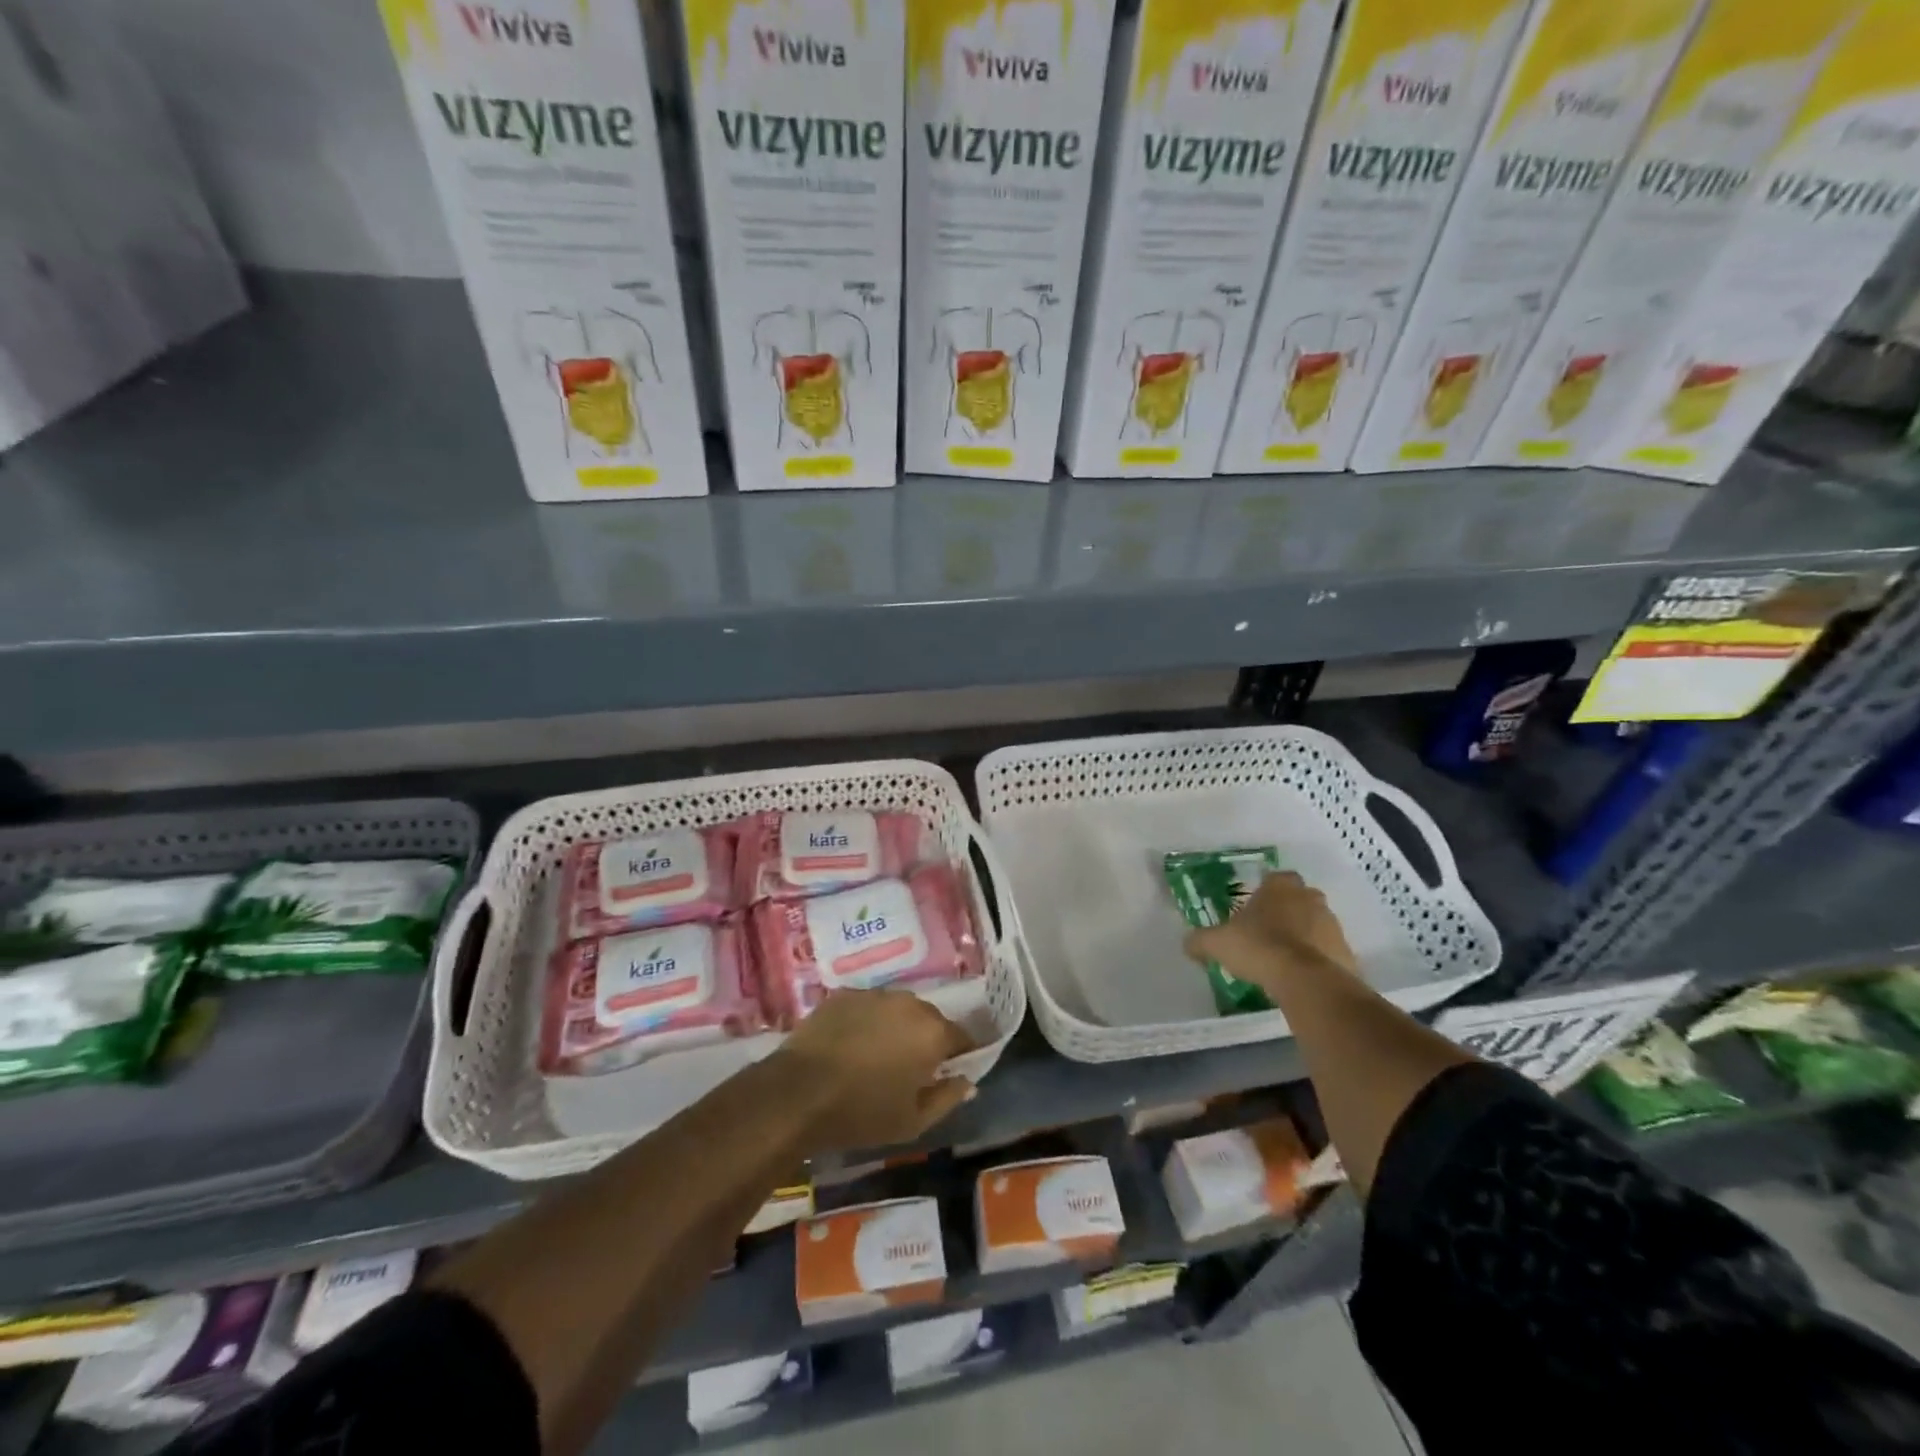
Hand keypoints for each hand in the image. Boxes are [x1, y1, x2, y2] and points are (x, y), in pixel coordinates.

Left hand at [771, 989, 975, 1153]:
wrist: (799, 1092)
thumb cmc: (862, 1112)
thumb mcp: (913, 1121)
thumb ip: (947, 1098)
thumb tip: (967, 1081)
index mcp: (933, 1032)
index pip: (962, 1038)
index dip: (959, 1056)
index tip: (949, 1073)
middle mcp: (910, 1003)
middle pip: (930, 1019)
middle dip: (926, 1040)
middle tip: (910, 1068)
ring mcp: (875, 994)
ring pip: (898, 1010)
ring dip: (896, 1027)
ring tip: (877, 1055)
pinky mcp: (844, 994)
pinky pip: (867, 1007)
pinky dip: (866, 1022)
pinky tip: (850, 1045)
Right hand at [1183, 870, 1357, 998]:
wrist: (1307, 981)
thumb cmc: (1259, 948)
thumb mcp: (1217, 943)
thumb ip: (1201, 941)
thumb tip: (1188, 944)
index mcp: (1280, 887)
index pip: (1276, 878)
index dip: (1266, 891)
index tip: (1255, 908)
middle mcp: (1310, 899)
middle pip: (1299, 899)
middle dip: (1287, 912)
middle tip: (1268, 932)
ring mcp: (1333, 926)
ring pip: (1316, 925)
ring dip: (1304, 936)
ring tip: (1283, 960)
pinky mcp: (1347, 954)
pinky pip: (1329, 953)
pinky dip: (1317, 961)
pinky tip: (1300, 978)